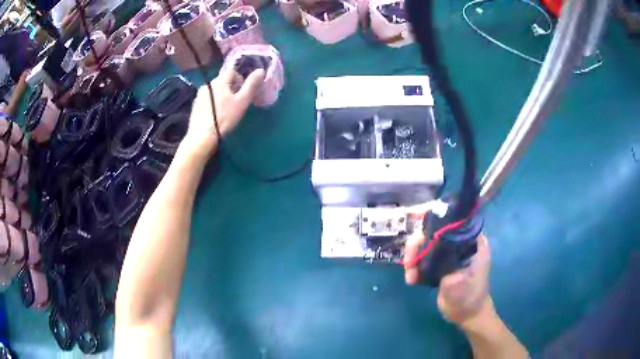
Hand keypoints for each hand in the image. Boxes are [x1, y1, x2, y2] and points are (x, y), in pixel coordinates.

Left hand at [183, 67, 264, 156]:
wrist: (202, 137)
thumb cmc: (224, 118)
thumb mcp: (242, 101)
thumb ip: (251, 85)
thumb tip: (260, 70)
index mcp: (219, 81)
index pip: (232, 71)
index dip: (241, 79)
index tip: (244, 92)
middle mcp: (208, 84)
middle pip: (223, 80)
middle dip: (231, 88)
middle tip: (237, 102)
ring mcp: (199, 95)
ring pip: (215, 90)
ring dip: (222, 95)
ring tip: (226, 110)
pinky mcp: (195, 106)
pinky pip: (207, 99)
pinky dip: (213, 103)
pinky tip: (215, 115)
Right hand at [404, 223, 492, 328]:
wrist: (467, 316)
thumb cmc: (469, 298)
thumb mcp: (461, 282)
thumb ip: (450, 266)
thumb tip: (434, 251)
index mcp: (473, 242)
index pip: (452, 224)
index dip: (434, 227)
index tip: (420, 241)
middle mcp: (461, 243)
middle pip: (435, 233)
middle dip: (418, 246)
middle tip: (409, 263)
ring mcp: (451, 254)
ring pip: (426, 245)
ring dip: (414, 259)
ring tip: (410, 277)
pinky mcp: (441, 264)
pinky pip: (424, 258)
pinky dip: (415, 266)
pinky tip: (412, 279)